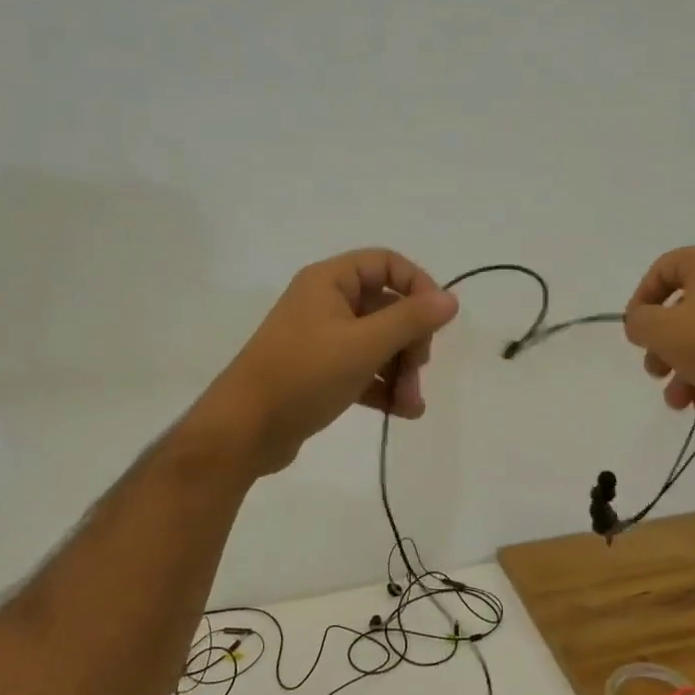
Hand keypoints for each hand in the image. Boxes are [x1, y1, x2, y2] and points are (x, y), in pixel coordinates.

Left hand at [192, 249, 458, 475]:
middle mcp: (325, 303)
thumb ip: (411, 320)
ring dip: (401, 370)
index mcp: (329, 282)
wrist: (244, 430)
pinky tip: (404, 412)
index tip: (437, 319)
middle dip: (411, 341)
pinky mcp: (320, 372)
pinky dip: (384, 386)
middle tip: (419, 370)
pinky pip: (363, 369)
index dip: (417, 285)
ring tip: (411, 403)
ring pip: (378, 343)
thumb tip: (451, 299)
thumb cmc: (304, 375)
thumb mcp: (364, 345)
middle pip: (387, 307)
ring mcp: (322, 339)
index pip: (385, 264)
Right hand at [623, 245, 694, 419]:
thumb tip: (641, 322)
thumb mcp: (663, 332)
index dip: (641, 301)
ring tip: (683, 404)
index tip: (636, 334)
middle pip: (686, 310)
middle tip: (657, 374)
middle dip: (665, 348)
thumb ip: (639, 322)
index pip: (663, 269)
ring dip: (688, 371)